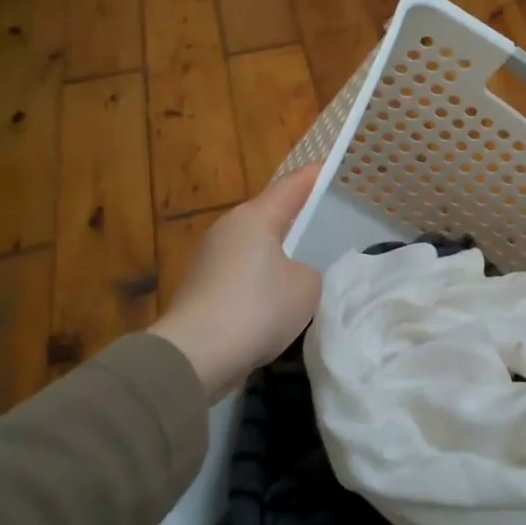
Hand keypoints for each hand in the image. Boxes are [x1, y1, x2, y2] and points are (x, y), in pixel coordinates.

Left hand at [151, 164, 322, 399]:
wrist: (196, 355)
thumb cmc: (258, 308)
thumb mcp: (306, 286)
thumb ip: (307, 272)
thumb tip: (290, 275)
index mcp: (255, 218)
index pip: (291, 187)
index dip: (313, 178)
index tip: (329, 168)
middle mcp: (227, 230)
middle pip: (268, 216)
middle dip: (294, 217)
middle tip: (323, 221)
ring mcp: (208, 260)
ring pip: (253, 248)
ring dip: (275, 254)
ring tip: (304, 264)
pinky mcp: (200, 290)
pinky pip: (240, 276)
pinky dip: (259, 282)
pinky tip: (276, 301)